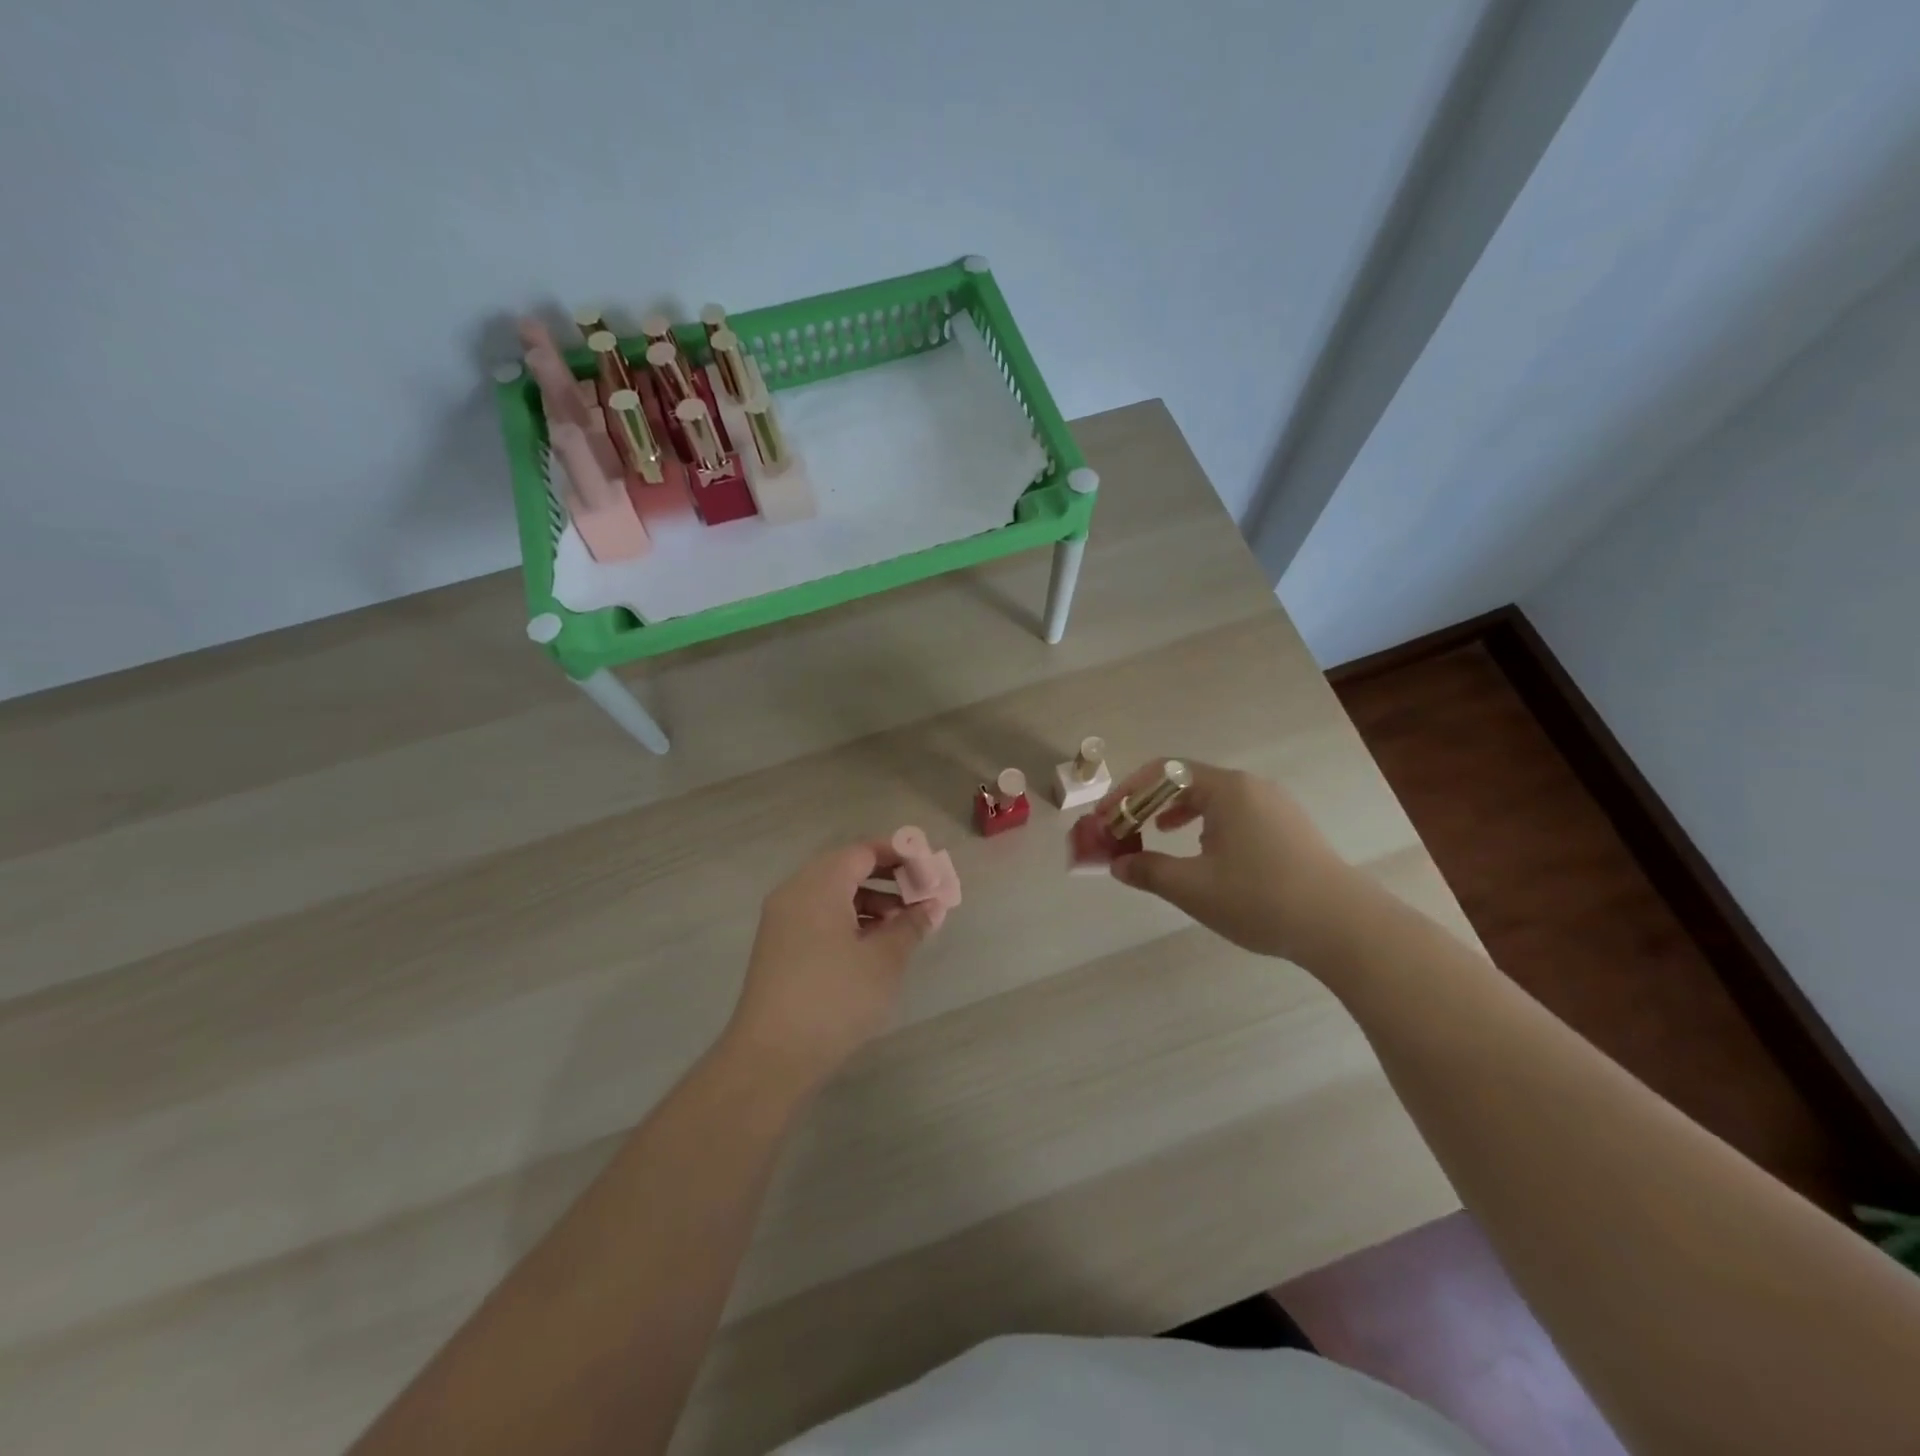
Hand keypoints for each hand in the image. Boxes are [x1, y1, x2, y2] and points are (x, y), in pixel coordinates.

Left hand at [724, 841, 938, 1090]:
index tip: (930, 868)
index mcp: (819, 884)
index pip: (863, 851)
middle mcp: (796, 892)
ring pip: (834, 894)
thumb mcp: (884, 960)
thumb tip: (931, 906)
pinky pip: (820, 916)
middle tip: (922, 895)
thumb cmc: (835, 998)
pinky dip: (849, 919)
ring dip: (871, 901)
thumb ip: (911, 926)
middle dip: (888, 879)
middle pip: (847, 868)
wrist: (771, 1057)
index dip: (900, 855)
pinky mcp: (779, 946)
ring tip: (904, 926)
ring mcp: (783, 920)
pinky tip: (873, 945)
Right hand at [1099, 759, 1371, 968]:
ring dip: (1177, 813)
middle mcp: (1251, 786)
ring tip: (1160, 835)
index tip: (1105, 818)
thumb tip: (1118, 865)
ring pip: (1213, 797)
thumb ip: (1148, 871)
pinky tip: (1205, 852)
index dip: (1127, 792)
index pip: (1163, 772)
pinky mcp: (1290, 827)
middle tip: (1128, 829)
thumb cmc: (1260, 898)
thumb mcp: (1193, 888)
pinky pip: (1235, 813)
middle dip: (1150, 803)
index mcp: (1226, 789)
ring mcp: (1275, 805)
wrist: (1343, 925)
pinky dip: (1206, 823)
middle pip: (1187, 781)